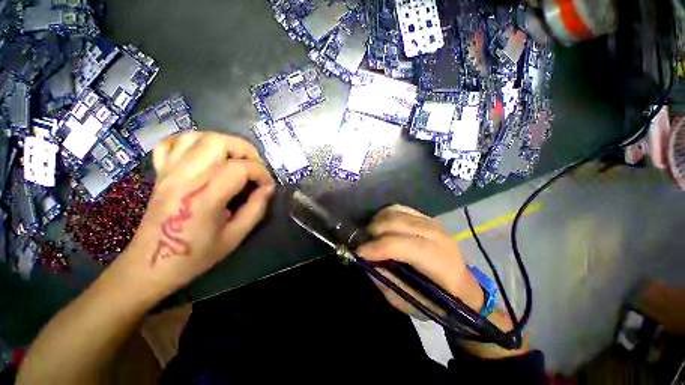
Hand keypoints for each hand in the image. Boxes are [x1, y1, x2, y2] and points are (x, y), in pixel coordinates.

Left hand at [117, 131, 275, 298]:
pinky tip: (205, 155)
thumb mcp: (235, 237)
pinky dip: (193, 142)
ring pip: (197, 136)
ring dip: (223, 143)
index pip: (241, 168)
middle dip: (245, 150)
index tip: (267, 187)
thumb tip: (267, 189)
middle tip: (254, 166)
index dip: (262, 174)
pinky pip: (172, 143)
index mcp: (204, 196)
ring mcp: (169, 172)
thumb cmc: (195, 255)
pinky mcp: (160, 172)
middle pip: (218, 142)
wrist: (152, 264)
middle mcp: (185, 177)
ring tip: (235, 159)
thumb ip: (256, 209)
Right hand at [357, 205, 483, 317]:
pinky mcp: (425, 217)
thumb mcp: (409, 302)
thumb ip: (386, 281)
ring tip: (369, 234)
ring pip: (397, 211)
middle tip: (361, 243)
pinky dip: (385, 215)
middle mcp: (437, 236)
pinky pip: (400, 208)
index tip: (359, 253)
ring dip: (378, 221)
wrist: (462, 286)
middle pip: (398, 223)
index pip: (406, 246)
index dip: (379, 247)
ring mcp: (432, 222)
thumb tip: (366, 260)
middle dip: (374, 231)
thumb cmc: (437, 301)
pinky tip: (380, 226)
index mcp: (440, 262)